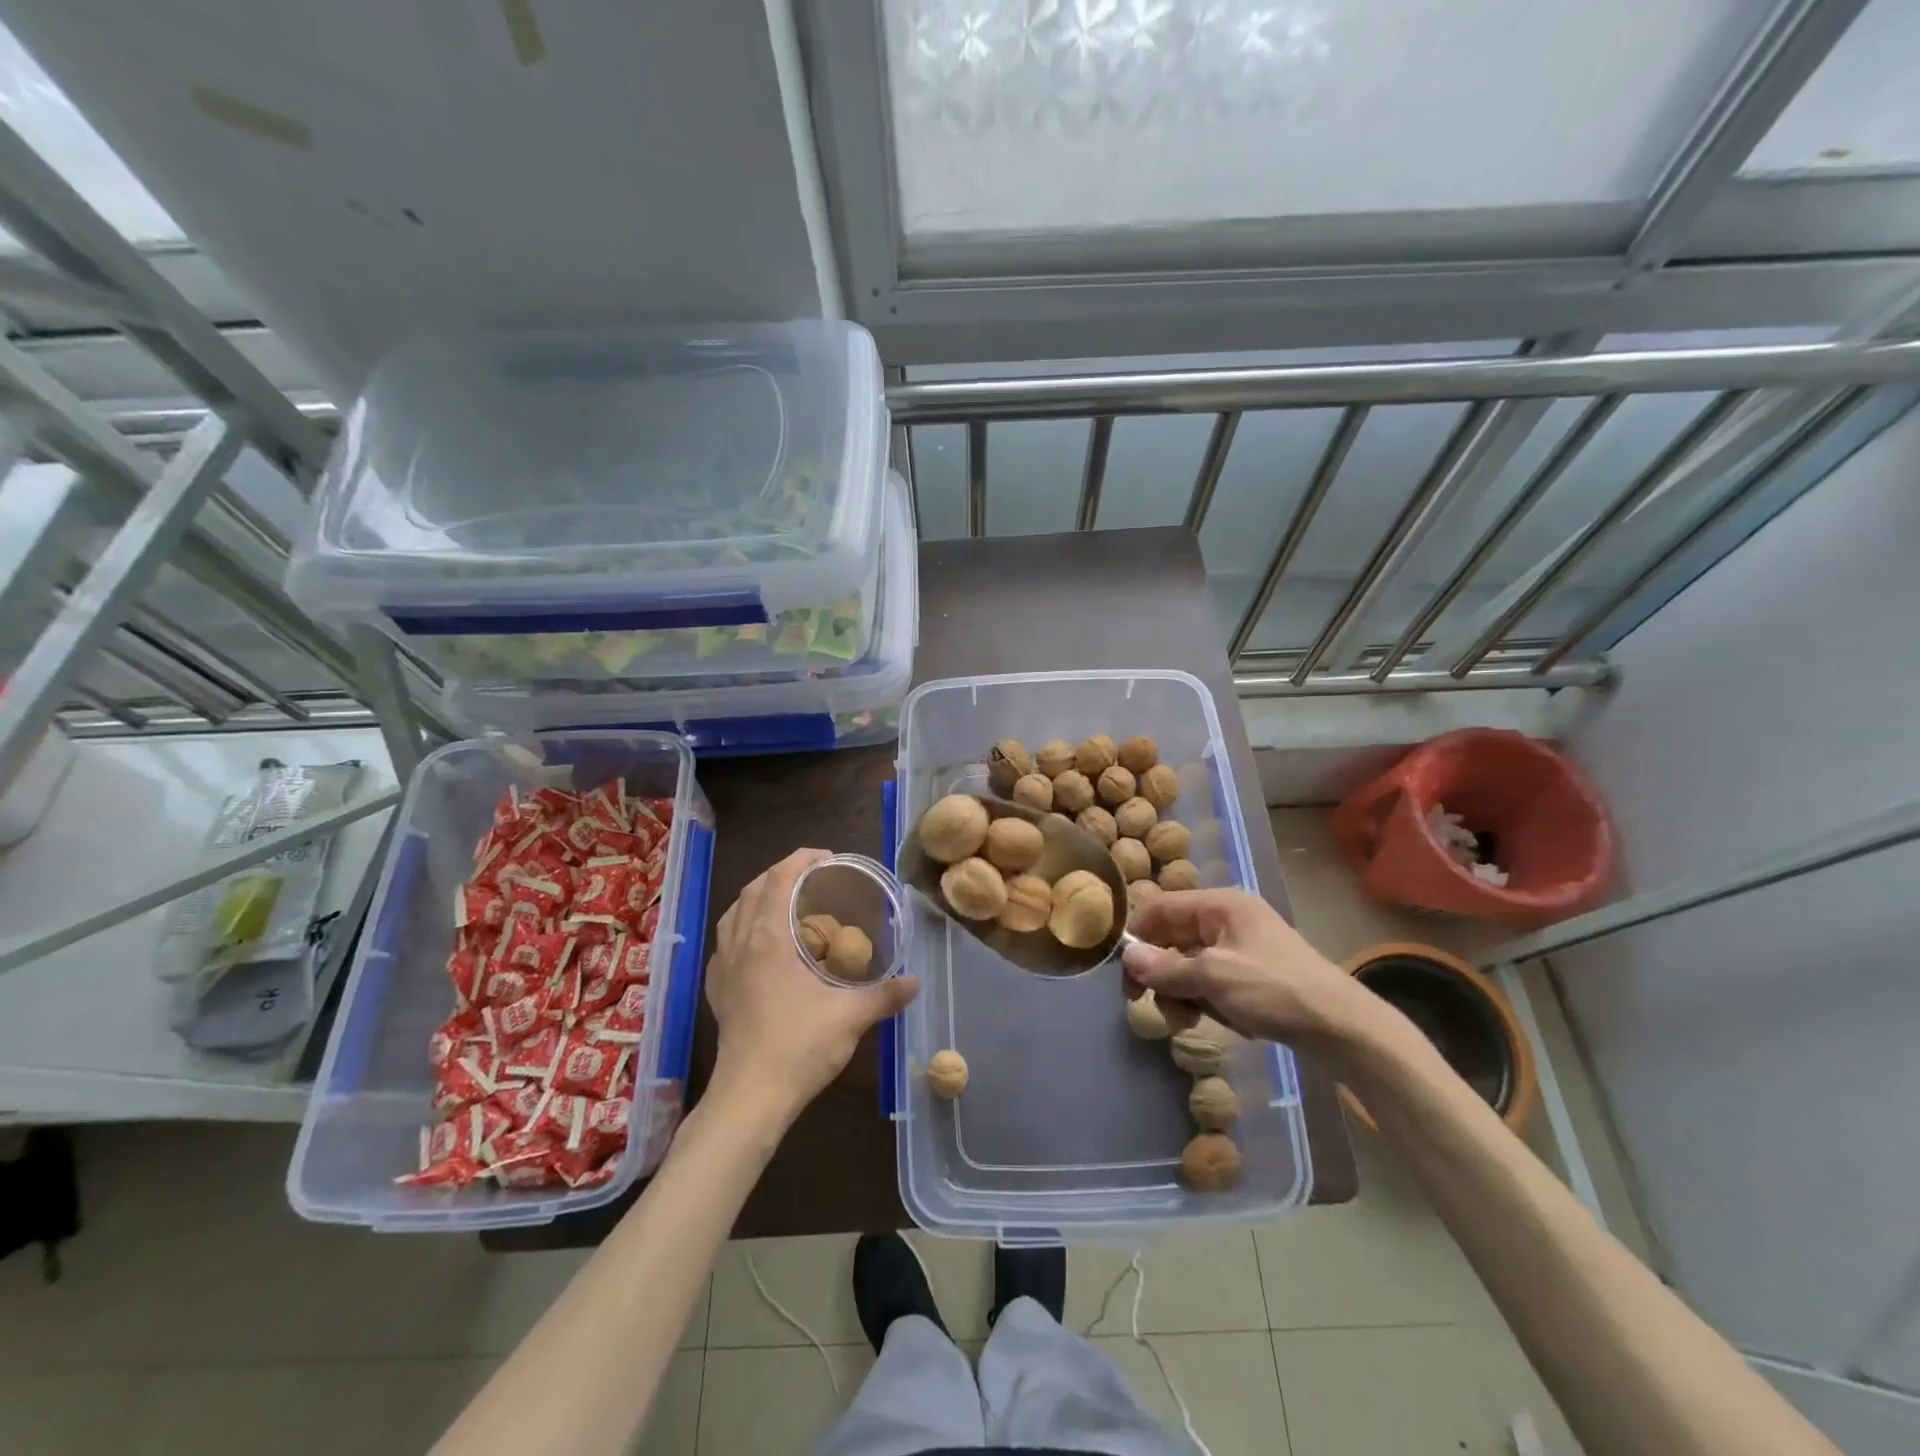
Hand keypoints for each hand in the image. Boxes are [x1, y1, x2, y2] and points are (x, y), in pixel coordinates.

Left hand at [706, 849, 918, 1122]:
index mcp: (769, 938)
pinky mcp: (718, 992)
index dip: (801, 859)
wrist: (750, 1097)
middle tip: (811, 875)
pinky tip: (757, 945)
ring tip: (783, 901)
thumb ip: (885, 995)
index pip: (780, 879)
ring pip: (733, 914)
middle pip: (752, 890)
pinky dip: (741, 928)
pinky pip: (725, 943)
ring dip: (757, 897)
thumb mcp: (852, 1017)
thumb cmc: (800, 1046)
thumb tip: (915, 982)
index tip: (826, 857)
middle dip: (780, 873)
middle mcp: (741, 944)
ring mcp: (724, 968)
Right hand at [1122, 889, 1379, 1052]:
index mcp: (1220, 905)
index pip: (1160, 908)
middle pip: (1172, 938)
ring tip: (1187, 1022)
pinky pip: (1210, 981)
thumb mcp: (1214, 978)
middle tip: (1149, 1005)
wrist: (1343, 1029)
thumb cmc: (1276, 991)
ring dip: (1180, 993)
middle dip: (1160, 973)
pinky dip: (1204, 1001)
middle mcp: (1227, 919)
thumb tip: (1126, 957)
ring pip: (1189, 964)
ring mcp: (1240, 948)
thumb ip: (1166, 968)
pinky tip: (1214, 1021)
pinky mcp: (1251, 975)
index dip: (1138, 937)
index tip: (1125, 974)